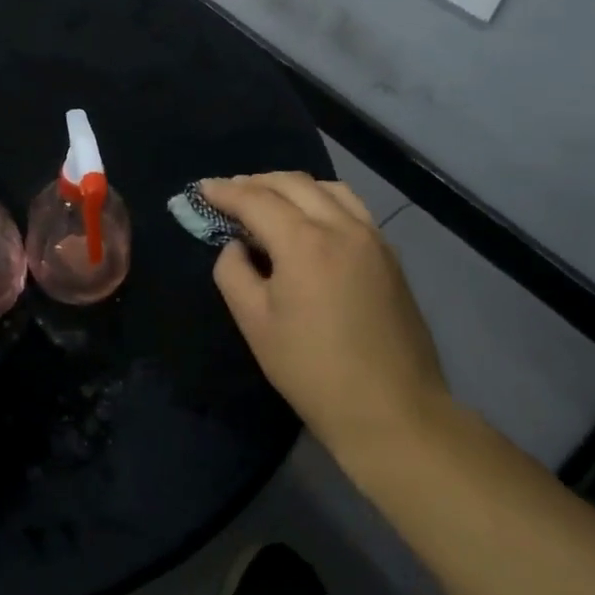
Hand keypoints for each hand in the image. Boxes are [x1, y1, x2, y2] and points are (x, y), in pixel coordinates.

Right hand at [201, 174, 450, 468]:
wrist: (392, 411)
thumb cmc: (312, 370)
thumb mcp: (254, 323)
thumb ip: (233, 272)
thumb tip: (236, 246)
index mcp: (304, 241)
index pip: (255, 199)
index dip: (224, 191)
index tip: (201, 189)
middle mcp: (341, 226)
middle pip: (292, 183)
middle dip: (255, 182)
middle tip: (228, 195)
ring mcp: (372, 238)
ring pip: (326, 188)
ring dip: (290, 187)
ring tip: (267, 202)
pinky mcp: (389, 255)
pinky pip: (350, 207)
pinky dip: (321, 200)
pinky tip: (308, 221)